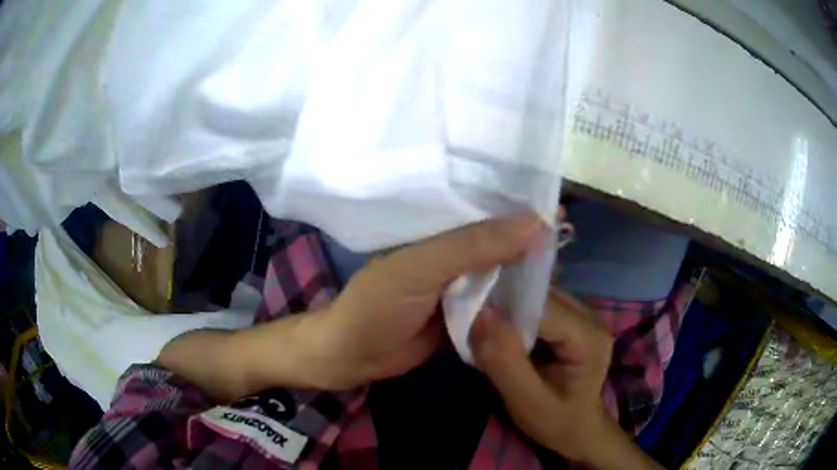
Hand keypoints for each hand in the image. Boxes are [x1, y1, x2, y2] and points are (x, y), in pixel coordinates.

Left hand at [303, 213, 545, 389]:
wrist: (353, 356)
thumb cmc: (377, 306)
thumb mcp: (421, 268)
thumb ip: (474, 245)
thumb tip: (535, 223)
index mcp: (437, 230)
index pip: (485, 208)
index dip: (518, 206)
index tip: (558, 208)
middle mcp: (451, 253)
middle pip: (498, 241)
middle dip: (529, 240)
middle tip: (569, 238)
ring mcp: (458, 286)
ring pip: (500, 273)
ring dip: (526, 272)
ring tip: (564, 265)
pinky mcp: (463, 316)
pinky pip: (495, 304)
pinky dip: (515, 302)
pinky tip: (543, 299)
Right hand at [470, 291, 661, 468]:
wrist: (577, 429)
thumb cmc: (555, 421)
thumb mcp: (527, 402)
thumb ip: (505, 361)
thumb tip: (481, 313)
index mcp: (588, 337)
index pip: (541, 307)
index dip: (504, 307)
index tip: (470, 318)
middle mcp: (589, 316)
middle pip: (539, 296)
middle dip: (503, 306)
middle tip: (472, 324)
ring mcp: (582, 314)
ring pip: (535, 296)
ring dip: (506, 309)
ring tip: (483, 328)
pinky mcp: (570, 317)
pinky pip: (536, 304)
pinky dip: (514, 315)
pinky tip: (501, 332)